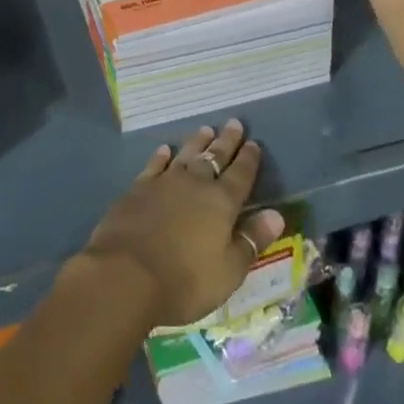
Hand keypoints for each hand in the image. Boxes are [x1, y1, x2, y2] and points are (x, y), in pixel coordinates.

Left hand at [79, 119, 285, 327]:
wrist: (127, 274)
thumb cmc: (185, 280)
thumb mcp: (229, 271)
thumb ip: (251, 240)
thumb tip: (277, 215)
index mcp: (221, 203)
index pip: (240, 176)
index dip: (249, 160)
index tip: (254, 143)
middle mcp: (195, 184)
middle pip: (214, 157)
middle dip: (227, 142)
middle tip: (234, 123)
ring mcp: (164, 183)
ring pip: (186, 155)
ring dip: (197, 142)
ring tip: (206, 129)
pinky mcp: (138, 189)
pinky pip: (154, 165)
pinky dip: (161, 156)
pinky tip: (165, 149)